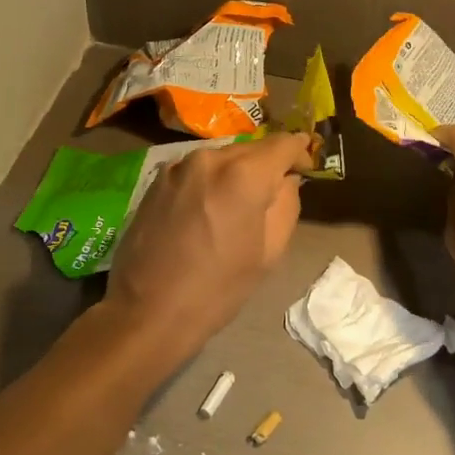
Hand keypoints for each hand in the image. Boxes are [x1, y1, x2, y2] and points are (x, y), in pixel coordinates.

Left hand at [105, 133, 313, 359]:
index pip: (283, 143)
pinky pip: (197, 169)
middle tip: (275, 192)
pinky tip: (208, 209)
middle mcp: (210, 158)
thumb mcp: (270, 252)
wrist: (148, 310)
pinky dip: (211, 180)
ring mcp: (178, 166)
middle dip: (268, 164)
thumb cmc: (218, 288)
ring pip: (223, 157)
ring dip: (238, 171)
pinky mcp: (157, 179)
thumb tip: (286, 180)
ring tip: (239, 203)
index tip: (305, 168)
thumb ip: (286, 204)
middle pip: (252, 148)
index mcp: (243, 175)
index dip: (300, 152)